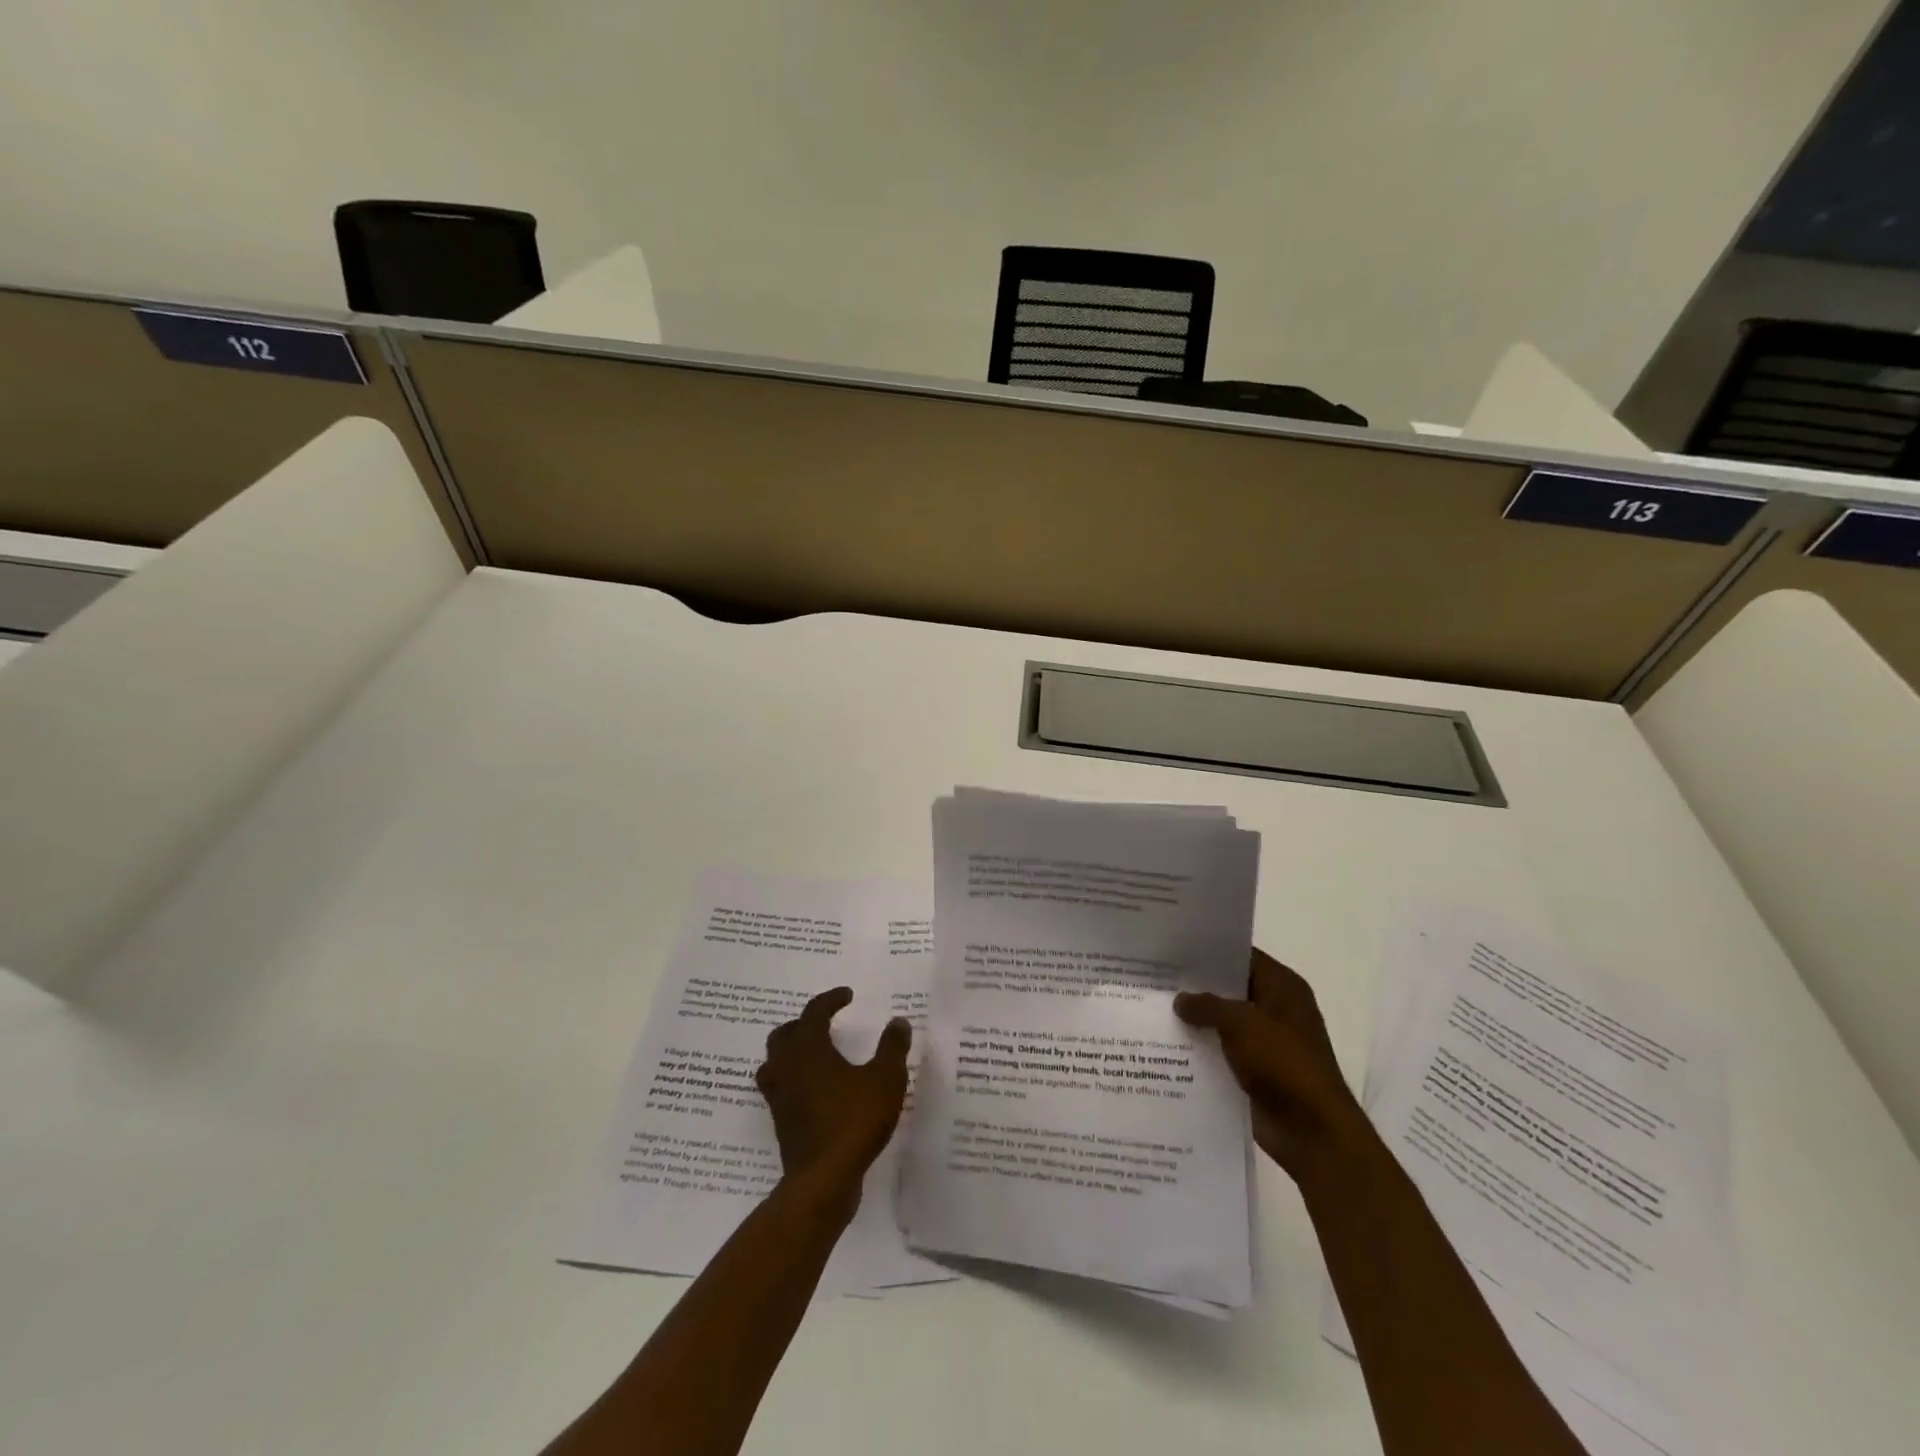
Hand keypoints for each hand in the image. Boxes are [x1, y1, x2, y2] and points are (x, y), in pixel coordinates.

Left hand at [756, 987, 912, 1194]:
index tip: (848, 996)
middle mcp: (787, 1067)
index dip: (830, 1000)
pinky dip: (794, 1079)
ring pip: (775, 1062)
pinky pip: (781, 1088)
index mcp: (809, 1048)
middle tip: (826, 1023)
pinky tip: (816, 1089)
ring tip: (814, 1054)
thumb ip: (892, 1047)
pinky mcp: (781, 1122)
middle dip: (804, 1024)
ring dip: (792, 1052)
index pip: (814, 1012)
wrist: (823, 1179)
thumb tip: (898, 1022)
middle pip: (785, 1034)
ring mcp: (779, 1096)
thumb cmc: (854, 1120)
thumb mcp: (885, 1079)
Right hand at [1176, 948, 1369, 1181]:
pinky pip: (1222, 1051)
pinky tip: (1167, 1044)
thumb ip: (1207, 1005)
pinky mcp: (1255, 1071)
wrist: (1312, 1132)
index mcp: (1282, 987)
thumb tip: (1180, 1000)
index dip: (1209, 950)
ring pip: (1223, 1021)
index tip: (1172, 946)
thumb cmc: (1284, 1063)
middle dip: (1196, 985)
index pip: (1242, 956)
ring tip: (1152, 1007)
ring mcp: (1266, 1042)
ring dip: (1196, 1020)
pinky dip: (1201, 1048)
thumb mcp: (1241, 1023)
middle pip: (1230, 988)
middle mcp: (1276, 1009)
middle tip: (1153, 976)